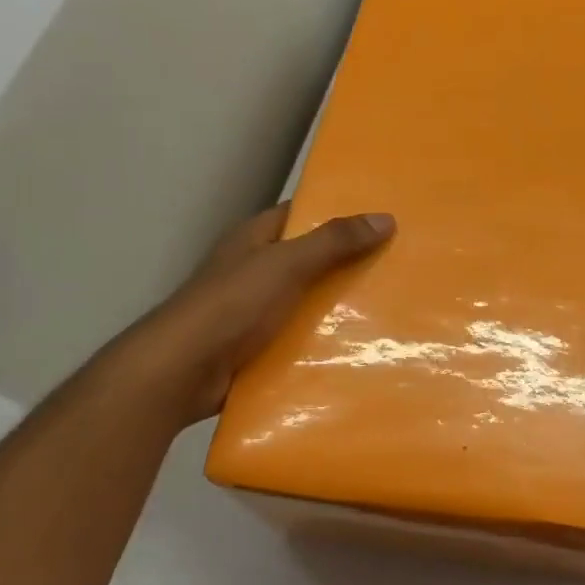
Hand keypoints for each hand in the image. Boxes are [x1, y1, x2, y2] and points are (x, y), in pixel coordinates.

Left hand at [112, 204, 394, 426]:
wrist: (183, 372)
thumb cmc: (231, 305)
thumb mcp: (286, 264)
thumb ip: (334, 242)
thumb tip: (386, 218)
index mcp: (255, 239)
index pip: (302, 215)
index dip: (339, 212)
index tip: (384, 218)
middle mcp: (256, 270)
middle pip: (311, 259)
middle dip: (351, 262)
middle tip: (401, 264)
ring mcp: (257, 310)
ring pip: (310, 300)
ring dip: (342, 305)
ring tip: (395, 306)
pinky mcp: (261, 346)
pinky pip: (303, 336)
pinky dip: (328, 339)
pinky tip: (363, 344)